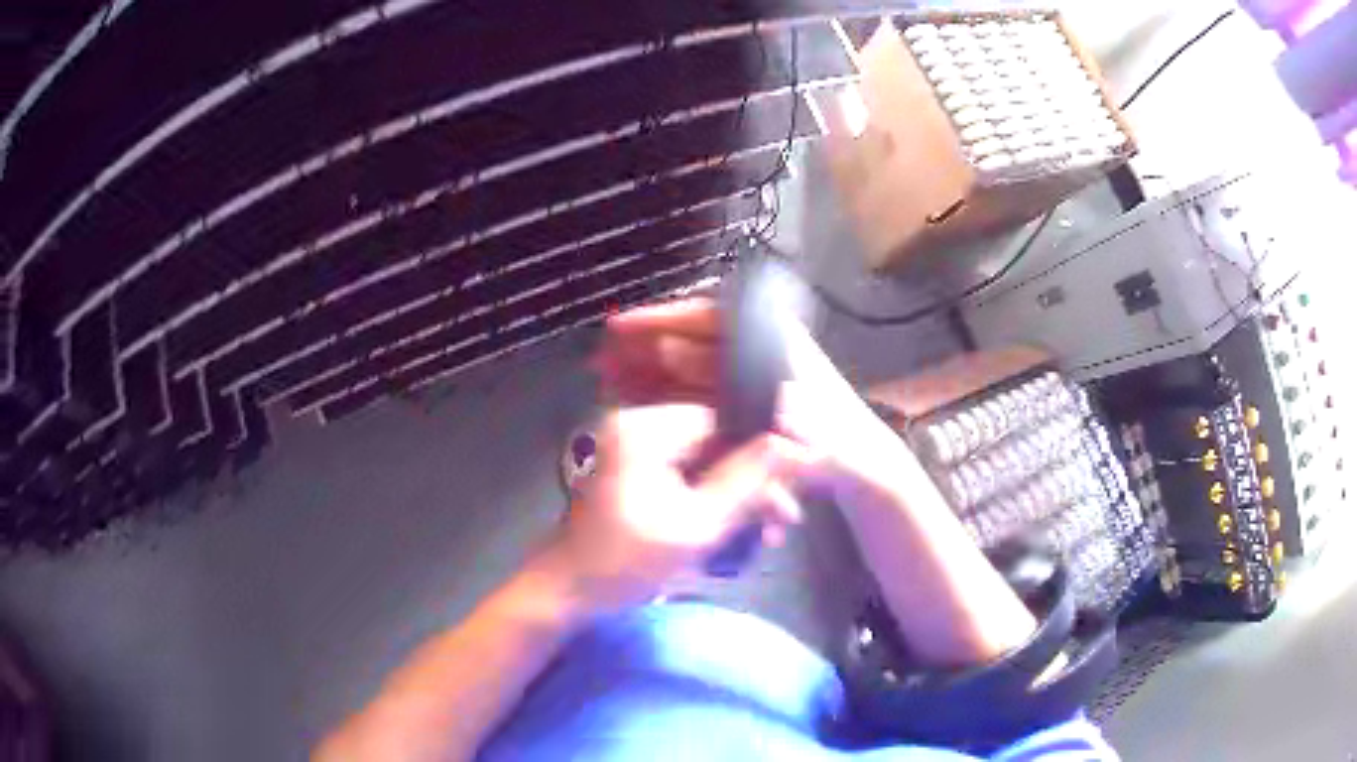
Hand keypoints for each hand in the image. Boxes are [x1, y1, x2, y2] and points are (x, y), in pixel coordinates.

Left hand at [538, 404, 807, 612]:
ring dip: (737, 495)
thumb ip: (748, 481)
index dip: (764, 450)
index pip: (724, 419)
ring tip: (769, 532)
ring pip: (705, 463)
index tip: (797, 482)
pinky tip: (739, 527)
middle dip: (754, 481)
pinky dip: (711, 501)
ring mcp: (634, 449)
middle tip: (786, 518)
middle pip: (716, 442)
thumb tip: (794, 446)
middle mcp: (638, 425)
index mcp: (645, 428)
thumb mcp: (697, 524)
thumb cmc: (627, 561)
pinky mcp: (635, 472)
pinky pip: (686, 477)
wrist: (568, 592)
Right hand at [595, 298, 917, 511]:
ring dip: (648, 374)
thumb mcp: (795, 417)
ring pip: (688, 370)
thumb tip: (674, 352)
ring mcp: (749, 384)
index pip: (709, 317)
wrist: (865, 473)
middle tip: (599, 360)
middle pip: (691, 343)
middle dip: (644, 349)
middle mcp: (756, 356)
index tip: (619, 327)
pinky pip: (696, 398)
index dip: (661, 318)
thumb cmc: (840, 442)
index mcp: (772, 344)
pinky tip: (635, 408)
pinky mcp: (742, 412)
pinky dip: (666, 399)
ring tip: (605, 382)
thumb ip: (735, 386)